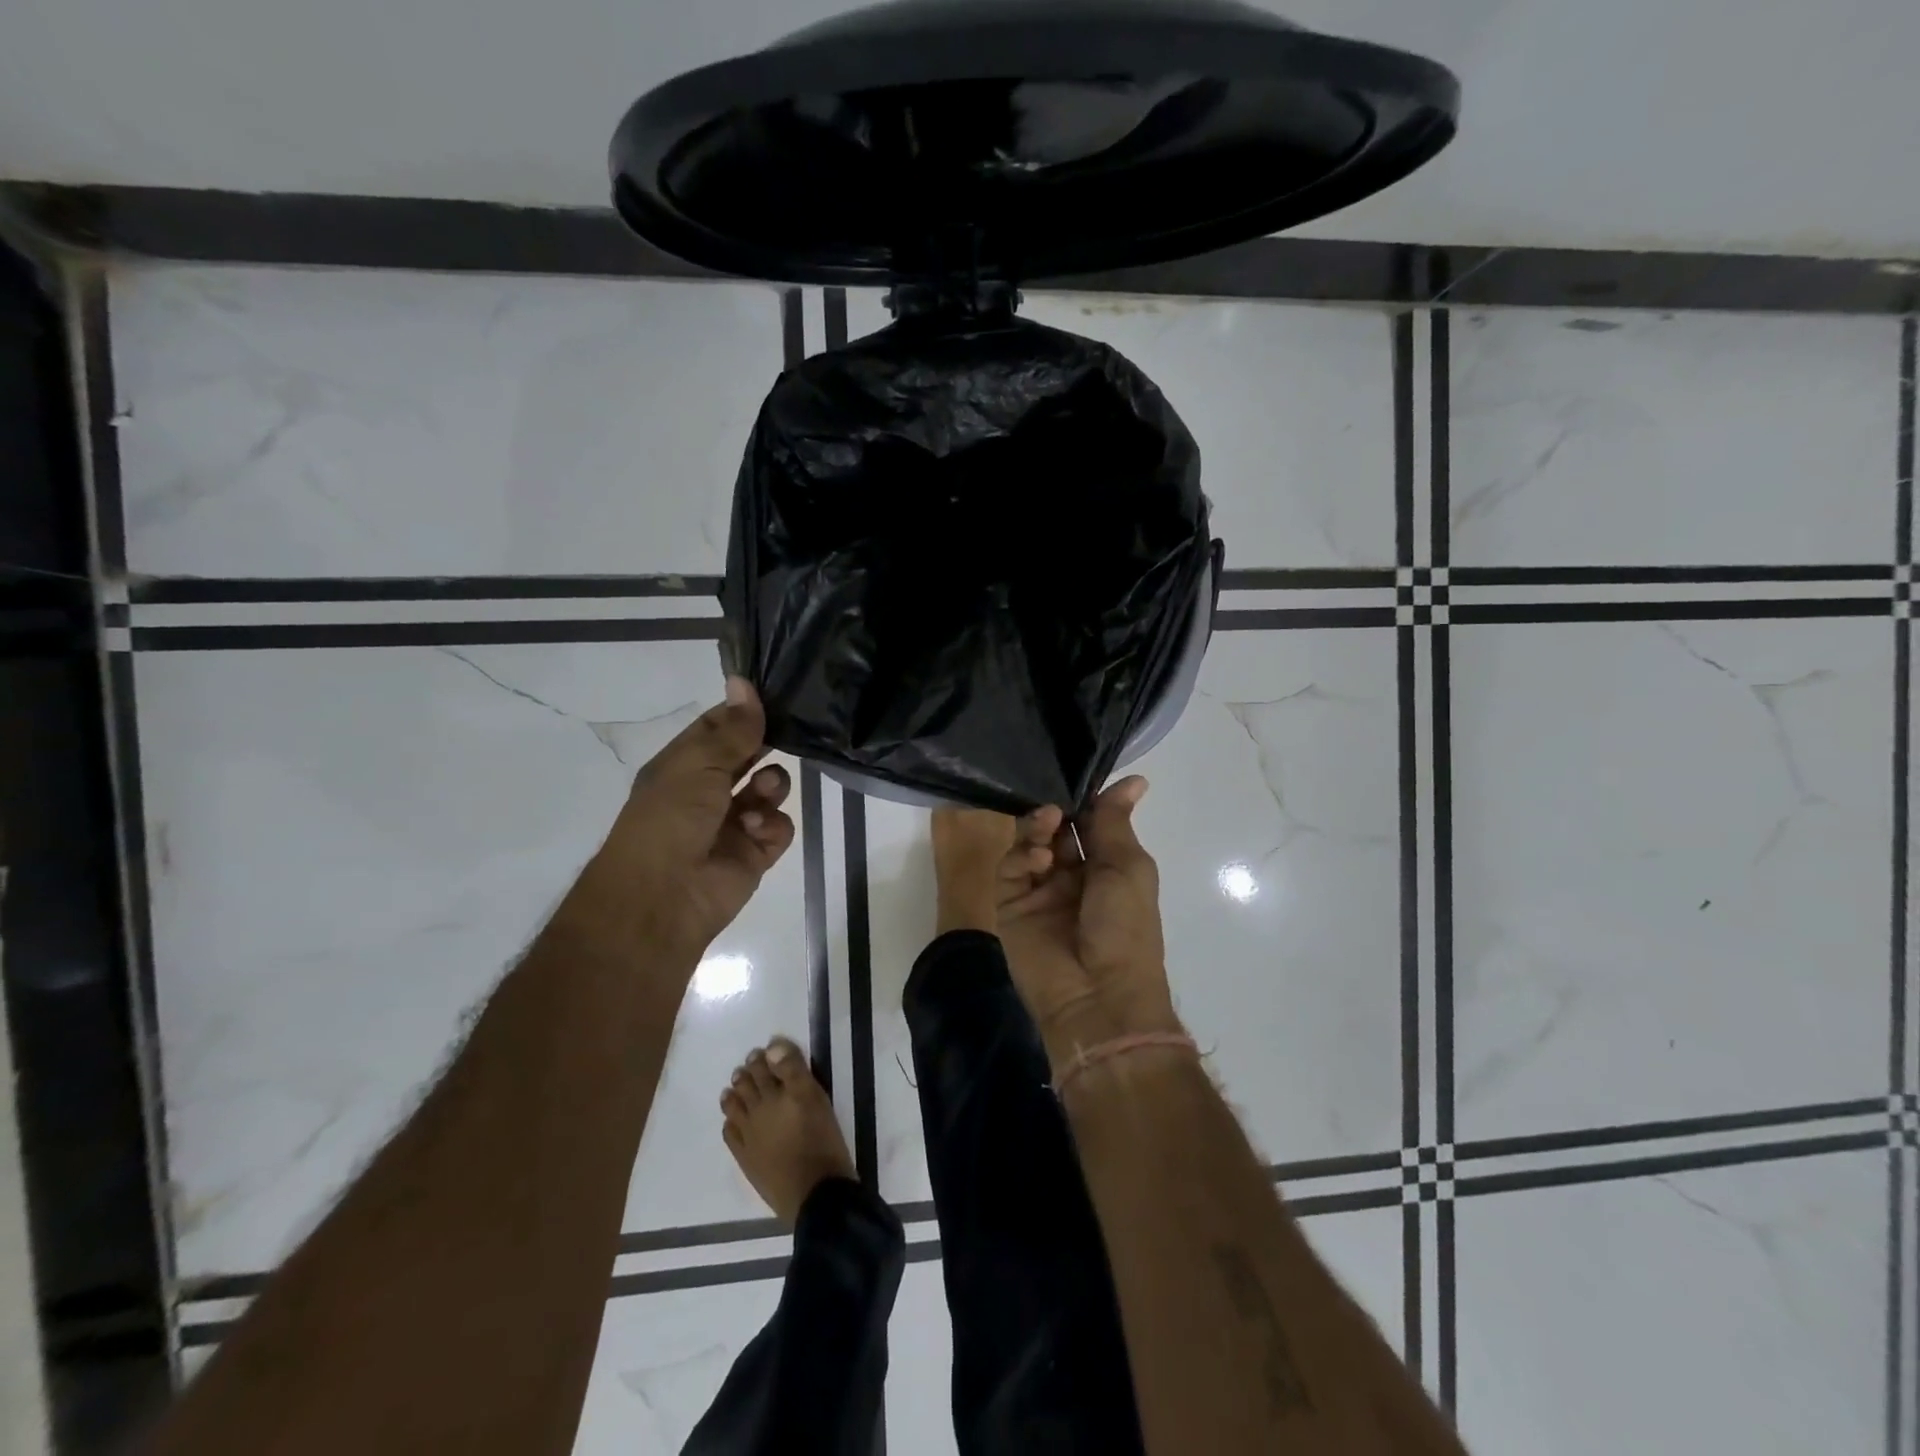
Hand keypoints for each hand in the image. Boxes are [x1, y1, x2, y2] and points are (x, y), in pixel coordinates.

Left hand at [561, 678, 794, 974]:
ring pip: (769, 789)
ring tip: (764, 793)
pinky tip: (757, 832)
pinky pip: (778, 827)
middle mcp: (708, 791)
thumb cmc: (670, 819)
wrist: (663, 898)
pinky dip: (772, 826)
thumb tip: (743, 681)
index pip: (718, 728)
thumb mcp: (699, 764)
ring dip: (772, 785)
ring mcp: (733, 823)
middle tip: (789, 735)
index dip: (744, 712)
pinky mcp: (754, 853)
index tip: (775, 696)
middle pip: (748, 757)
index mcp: (683, 766)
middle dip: (765, 747)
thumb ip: (732, 729)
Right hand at [995, 776, 1182, 1066]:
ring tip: (1047, 822)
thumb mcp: (1127, 867)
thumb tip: (1135, 780)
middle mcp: (1073, 876)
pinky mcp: (1011, 905)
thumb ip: (1115, 822)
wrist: (1098, 996)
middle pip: (1056, 830)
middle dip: (1057, 811)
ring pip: (1030, 844)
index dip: (1083, 800)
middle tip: (1055, 802)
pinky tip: (1038, 861)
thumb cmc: (1125, 927)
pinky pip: (1010, 870)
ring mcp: (1040, 891)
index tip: (1074, 774)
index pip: (1089, 824)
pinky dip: (1022, 857)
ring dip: (1038, 828)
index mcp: (1107, 868)